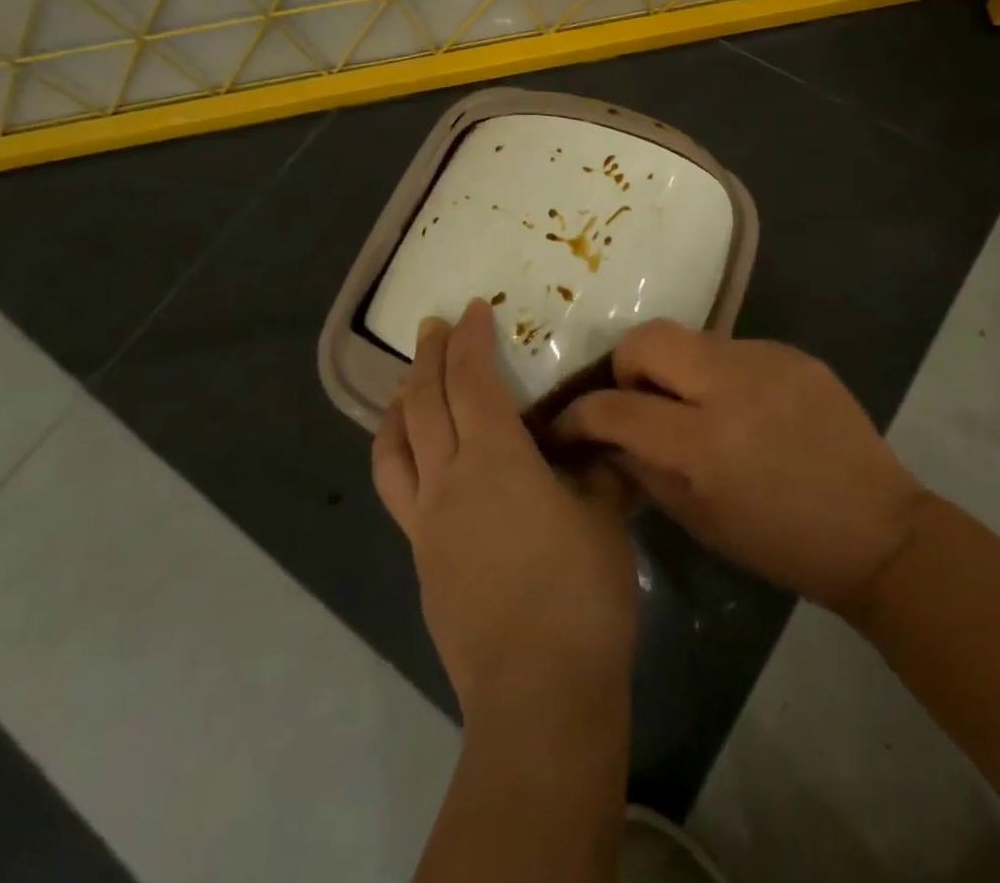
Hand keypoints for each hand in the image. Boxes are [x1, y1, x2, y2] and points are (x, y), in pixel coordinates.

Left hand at [373, 300, 638, 724]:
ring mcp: (427, 523)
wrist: (539, 691)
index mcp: (495, 458)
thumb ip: (595, 467)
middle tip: (431, 327)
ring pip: (395, 448)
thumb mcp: (604, 514)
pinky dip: (400, 455)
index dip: (469, 339)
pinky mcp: (422, 561)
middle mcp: (449, 480)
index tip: (472, 309)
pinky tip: (418, 461)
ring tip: (403, 385)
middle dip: (427, 358)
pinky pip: (399, 490)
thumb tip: (596, 442)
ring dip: (398, 406)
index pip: (472, 381)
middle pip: (424, 404)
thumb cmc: (580, 591)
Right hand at [552, 321, 925, 611]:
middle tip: (636, 400)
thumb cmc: (780, 543)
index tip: (569, 425)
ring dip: (676, 368)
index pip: (616, 407)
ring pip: (691, 338)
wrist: (876, 529)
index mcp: (704, 444)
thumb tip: (604, 437)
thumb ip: (642, 469)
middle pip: (647, 338)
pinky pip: (734, 348)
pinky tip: (742, 406)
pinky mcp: (794, 352)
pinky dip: (720, 372)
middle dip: (625, 366)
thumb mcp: (698, 520)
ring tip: (693, 406)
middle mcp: (732, 386)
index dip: (579, 416)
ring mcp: (767, 361)